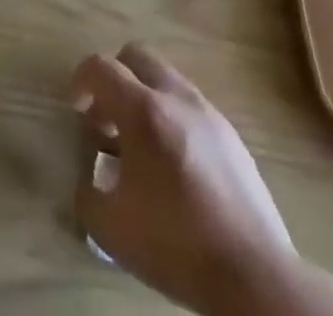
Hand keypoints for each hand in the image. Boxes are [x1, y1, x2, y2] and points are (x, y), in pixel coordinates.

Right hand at [70, 44, 297, 315]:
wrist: (255, 276)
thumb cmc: (177, 246)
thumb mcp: (111, 230)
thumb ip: (87, 195)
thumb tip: (88, 181)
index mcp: (143, 110)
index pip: (100, 67)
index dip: (80, 80)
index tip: (77, 110)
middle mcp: (176, 98)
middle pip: (136, 56)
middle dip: (115, 79)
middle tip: (108, 120)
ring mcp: (209, 113)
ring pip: (166, 79)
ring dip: (145, 98)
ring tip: (142, 146)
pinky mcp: (232, 136)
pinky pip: (191, 107)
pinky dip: (173, 119)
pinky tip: (175, 165)